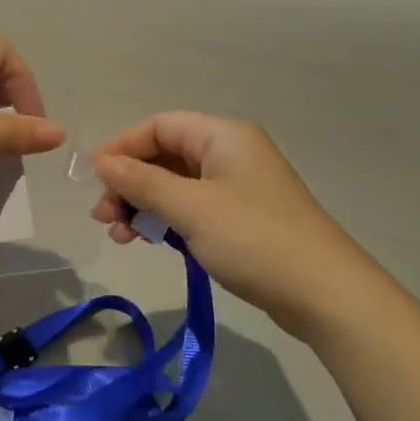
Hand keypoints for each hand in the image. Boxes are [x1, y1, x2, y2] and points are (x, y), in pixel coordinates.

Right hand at [91, 112, 371, 338]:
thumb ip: (142, 182)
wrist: (324, 294)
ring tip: (120, 234)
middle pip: (165, 156)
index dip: (123, 147)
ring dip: (144, 205)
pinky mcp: (242, 220)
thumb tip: (102, 161)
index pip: (160, 125)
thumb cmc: (253, 238)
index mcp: (223, 136)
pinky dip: (167, 221)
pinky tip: (148, 241)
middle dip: (130, 182)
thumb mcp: (190, 208)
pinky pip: (193, 209)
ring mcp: (237, 188)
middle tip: (103, 215)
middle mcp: (230, 154)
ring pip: (176, 186)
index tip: (94, 178)